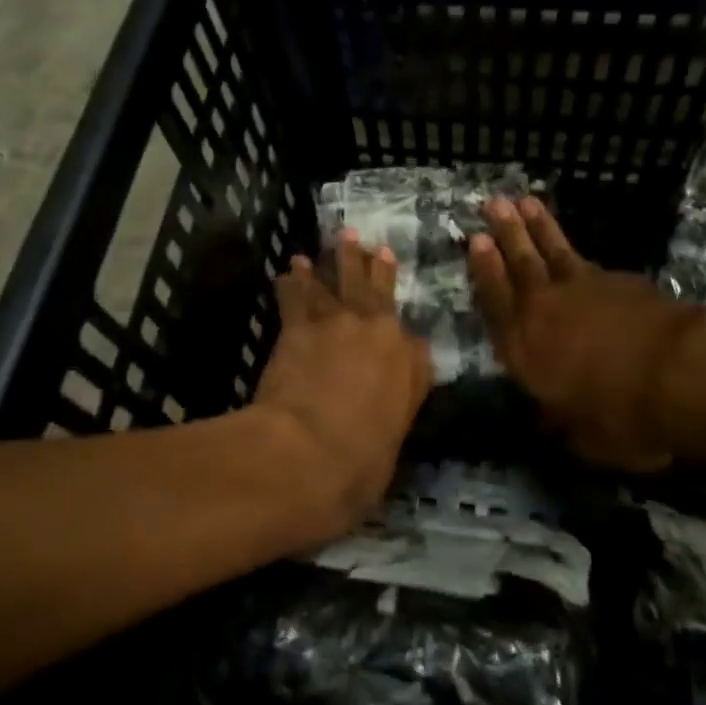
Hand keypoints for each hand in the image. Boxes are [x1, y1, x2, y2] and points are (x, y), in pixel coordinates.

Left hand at [251, 233, 431, 534]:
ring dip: (338, 259)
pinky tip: (290, 269)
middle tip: (374, 245)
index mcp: (410, 368)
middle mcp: (379, 335)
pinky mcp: (300, 325)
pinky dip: (294, 280)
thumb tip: (387, 408)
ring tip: (340, 238)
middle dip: (376, 267)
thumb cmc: (358, 467)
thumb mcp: (391, 447)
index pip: (415, 347)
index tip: (406, 337)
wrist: (309, 453)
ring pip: (340, 281)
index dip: (407, 336)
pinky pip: (297, 294)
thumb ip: (392, 416)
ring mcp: (339, 324)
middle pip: (380, 293)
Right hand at [469, 198, 694, 471]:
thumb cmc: (619, 415)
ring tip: (525, 201)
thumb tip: (550, 416)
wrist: (678, 374)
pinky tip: (579, 253)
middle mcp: (545, 310)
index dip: (484, 270)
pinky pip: (590, 264)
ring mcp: (583, 289)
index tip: (475, 239)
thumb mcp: (580, 436)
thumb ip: (559, 418)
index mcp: (524, 348)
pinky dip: (579, 255)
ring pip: (553, 251)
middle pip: (520, 263)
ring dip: (538, 226)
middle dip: (506, 232)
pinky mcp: (619, 281)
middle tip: (493, 202)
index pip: (495, 301)